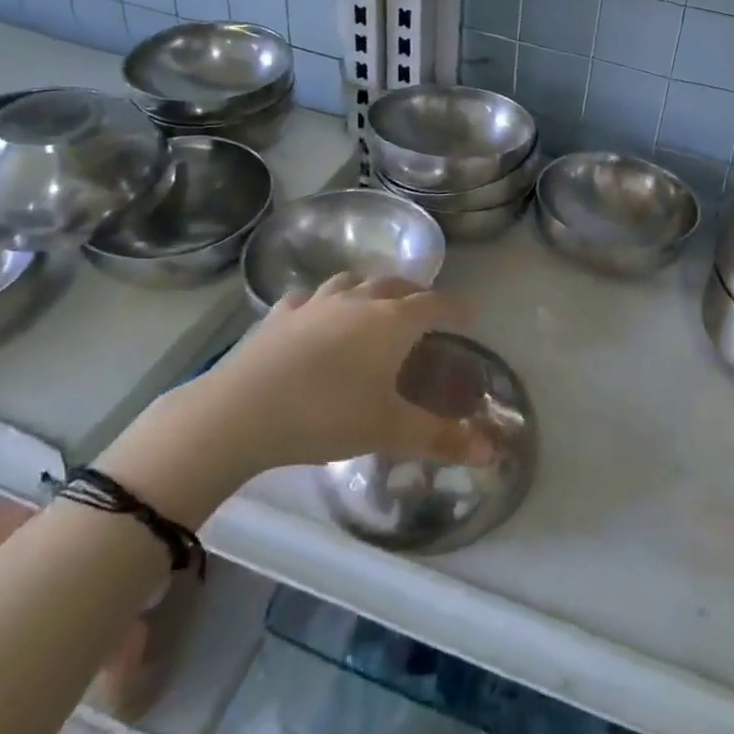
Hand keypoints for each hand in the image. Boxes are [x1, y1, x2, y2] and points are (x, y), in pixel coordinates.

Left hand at [98, 275, 472, 524]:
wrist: (242, 412)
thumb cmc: (326, 417)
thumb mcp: (389, 431)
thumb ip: (441, 438)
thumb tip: (492, 451)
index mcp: (390, 323)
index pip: (434, 304)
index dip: (455, 306)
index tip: (470, 310)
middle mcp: (357, 302)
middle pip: (394, 285)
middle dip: (415, 292)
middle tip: (425, 305)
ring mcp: (315, 304)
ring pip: (350, 282)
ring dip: (369, 288)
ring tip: (373, 301)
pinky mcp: (279, 315)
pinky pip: (307, 298)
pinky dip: (321, 301)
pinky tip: (315, 315)